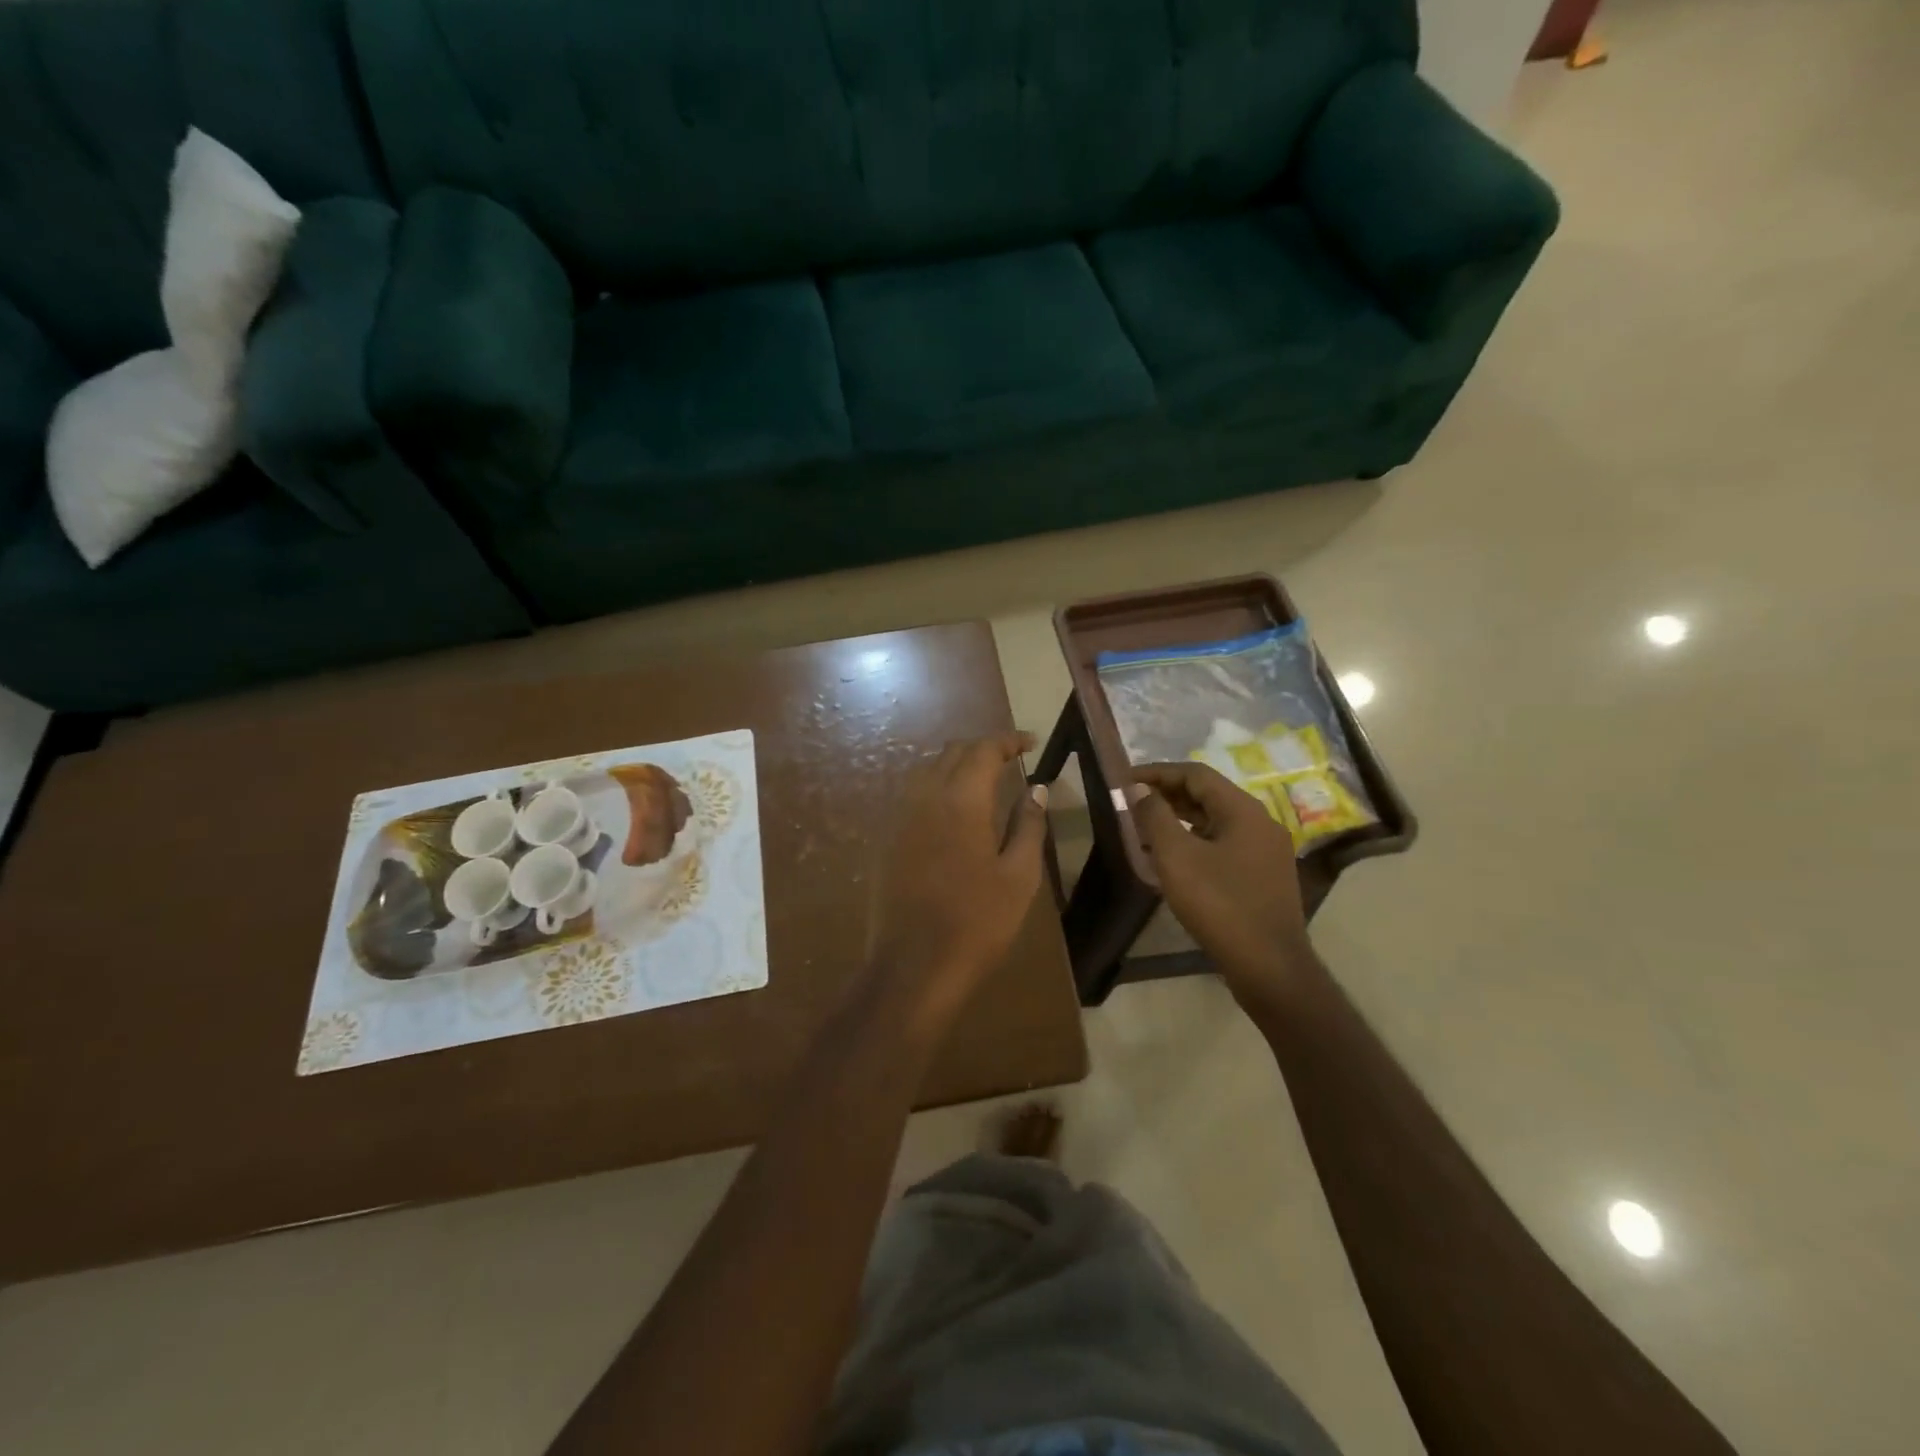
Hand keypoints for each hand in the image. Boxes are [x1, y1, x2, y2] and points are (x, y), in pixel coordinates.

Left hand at [867, 734, 1048, 1029]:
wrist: (912, 966)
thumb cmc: (977, 923)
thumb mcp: (1019, 876)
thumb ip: (1028, 825)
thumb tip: (1035, 789)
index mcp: (961, 799)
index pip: (984, 750)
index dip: (1007, 741)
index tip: (1030, 742)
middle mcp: (924, 796)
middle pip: (952, 753)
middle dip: (982, 748)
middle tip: (1010, 758)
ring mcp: (899, 817)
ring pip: (927, 769)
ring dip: (956, 764)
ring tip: (983, 778)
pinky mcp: (886, 839)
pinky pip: (912, 794)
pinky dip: (936, 785)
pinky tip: (951, 808)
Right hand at [1130, 763, 1315, 1003]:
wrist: (1269, 966)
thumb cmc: (1219, 904)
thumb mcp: (1176, 857)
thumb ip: (1154, 816)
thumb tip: (1140, 789)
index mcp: (1243, 810)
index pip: (1196, 774)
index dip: (1157, 772)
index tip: (1124, 780)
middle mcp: (1260, 823)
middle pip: (1208, 795)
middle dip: (1167, 795)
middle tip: (1131, 803)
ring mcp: (1266, 851)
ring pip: (1216, 821)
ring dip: (1179, 819)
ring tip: (1144, 831)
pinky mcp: (1264, 876)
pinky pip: (1224, 845)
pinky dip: (1195, 842)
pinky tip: (1173, 861)